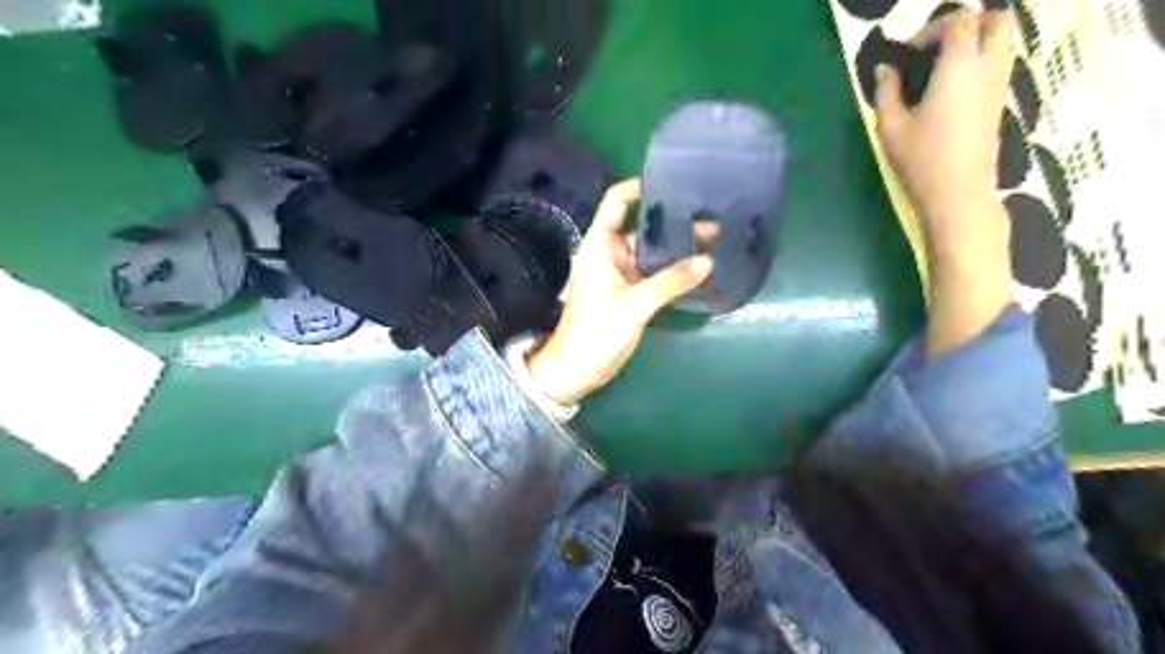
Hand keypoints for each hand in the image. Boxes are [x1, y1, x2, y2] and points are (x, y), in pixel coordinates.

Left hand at [527, 178, 710, 403]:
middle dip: (674, 220)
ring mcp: (622, 273)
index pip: (617, 201)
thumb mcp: (634, 304)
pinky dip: (674, 268)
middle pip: (642, 226)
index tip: (675, 183)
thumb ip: (671, 282)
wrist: (576, 369)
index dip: (641, 187)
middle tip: (712, 214)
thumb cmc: (596, 330)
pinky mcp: (630, 292)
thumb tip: (709, 262)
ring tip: (715, 237)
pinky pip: (655, 272)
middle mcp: (611, 252)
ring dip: (678, 246)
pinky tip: (700, 265)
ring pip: (652, 251)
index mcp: (601, 244)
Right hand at [879, 7, 1015, 251]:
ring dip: (976, 42)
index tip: (910, 53)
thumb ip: (886, 91)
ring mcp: (999, 85)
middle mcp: (988, 67)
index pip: (960, 21)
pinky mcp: (1000, 103)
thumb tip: (884, 69)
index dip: (933, 28)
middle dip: (968, 23)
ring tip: (941, 70)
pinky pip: (998, 64)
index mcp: (959, 67)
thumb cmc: (920, 159)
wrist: (957, 192)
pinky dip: (979, 63)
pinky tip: (950, 91)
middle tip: (936, 48)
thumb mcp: (890, 127)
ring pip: (1004, 41)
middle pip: (997, 19)